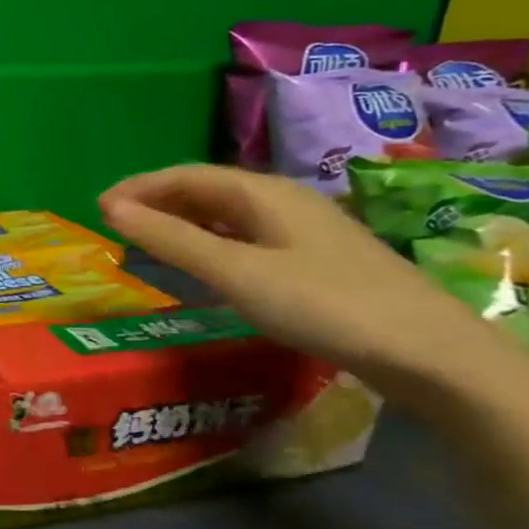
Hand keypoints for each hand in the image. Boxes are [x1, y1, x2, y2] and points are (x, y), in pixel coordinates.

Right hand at [98, 165, 521, 401]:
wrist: (431, 353)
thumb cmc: (325, 305)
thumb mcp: (236, 273)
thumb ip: (172, 240)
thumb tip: (111, 209)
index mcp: (264, 193)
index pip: (186, 175)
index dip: (139, 188)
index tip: (97, 209)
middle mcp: (283, 202)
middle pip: (207, 191)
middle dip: (157, 203)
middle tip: (116, 228)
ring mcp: (304, 231)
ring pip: (227, 215)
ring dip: (182, 224)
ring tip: (147, 245)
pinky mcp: (316, 261)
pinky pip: (246, 238)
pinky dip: (210, 244)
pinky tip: (203, 267)